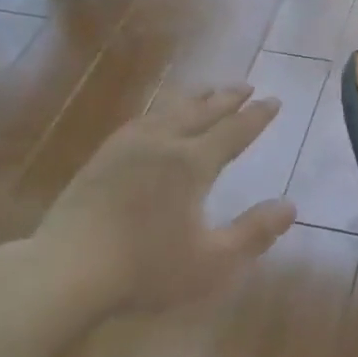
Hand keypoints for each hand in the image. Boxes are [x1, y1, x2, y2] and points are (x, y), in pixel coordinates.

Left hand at [18, 85, 296, 317]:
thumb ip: (254, 232)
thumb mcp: (213, 261)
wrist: (67, 270)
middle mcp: (161, 144)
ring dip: (193, 99)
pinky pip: (140, 120)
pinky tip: (155, 118)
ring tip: (206, 91)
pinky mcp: (101, 158)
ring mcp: (126, 147)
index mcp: (191, 164)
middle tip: (245, 86)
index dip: (256, 117)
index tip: (273, 100)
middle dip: (226, 98)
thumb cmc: (146, 269)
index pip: (233, 132)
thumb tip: (290, 206)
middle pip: (200, 111)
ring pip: (167, 110)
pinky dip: (160, 111)